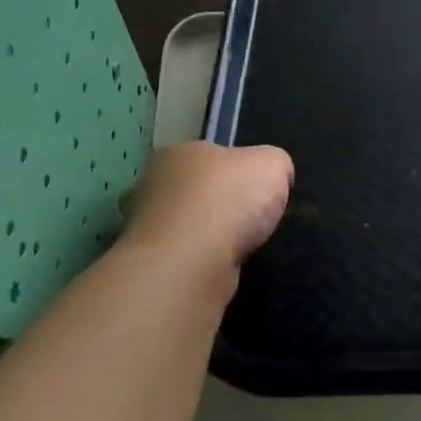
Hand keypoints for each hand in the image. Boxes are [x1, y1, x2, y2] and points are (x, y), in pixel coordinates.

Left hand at [119, 141, 293, 278]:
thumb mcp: (272, 165)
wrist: (189, 264)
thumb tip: (272, 175)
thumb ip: (275, 163)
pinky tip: (219, 268)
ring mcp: (146, 225)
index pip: (212, 155)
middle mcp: (155, 183)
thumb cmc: (228, 202)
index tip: (259, 192)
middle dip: (222, 204)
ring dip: (210, 236)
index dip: (239, 172)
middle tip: (251, 222)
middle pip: (198, 190)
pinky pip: (184, 255)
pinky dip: (201, 261)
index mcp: (179, 151)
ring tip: (238, 249)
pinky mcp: (151, 261)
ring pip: (189, 225)